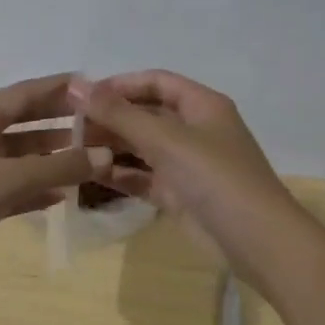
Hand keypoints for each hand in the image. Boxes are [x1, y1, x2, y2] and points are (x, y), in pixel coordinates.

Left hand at [0, 74, 111, 299]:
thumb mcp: (5, 182)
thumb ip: (56, 168)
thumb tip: (105, 154)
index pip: (23, 94)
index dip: (58, 88)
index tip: (95, 86)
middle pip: (23, 122)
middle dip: (59, 121)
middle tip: (100, 122)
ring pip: (19, 156)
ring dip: (51, 157)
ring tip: (90, 157)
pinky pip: (12, 186)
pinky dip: (36, 188)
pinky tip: (63, 195)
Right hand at [70, 70, 301, 275]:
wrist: (257, 242)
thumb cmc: (215, 177)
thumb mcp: (166, 139)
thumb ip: (118, 113)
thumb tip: (76, 86)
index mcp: (201, 105)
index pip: (155, 82)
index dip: (119, 84)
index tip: (81, 96)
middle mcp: (194, 130)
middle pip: (145, 114)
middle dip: (109, 118)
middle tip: (67, 126)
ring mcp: (186, 164)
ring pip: (140, 147)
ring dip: (110, 147)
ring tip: (71, 150)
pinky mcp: (178, 194)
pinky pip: (142, 177)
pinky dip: (119, 174)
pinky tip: (89, 175)